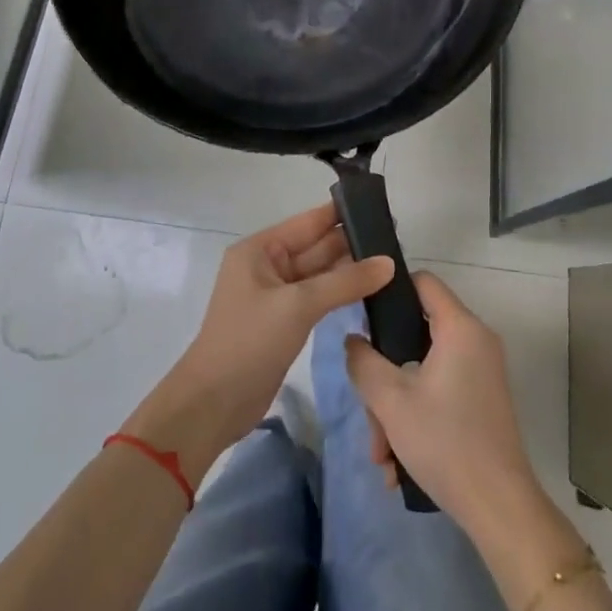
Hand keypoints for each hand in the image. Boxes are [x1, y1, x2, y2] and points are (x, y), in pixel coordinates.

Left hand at [125, 204, 392, 482]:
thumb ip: (345, 282)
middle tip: (397, 240)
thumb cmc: (250, 341)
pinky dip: (340, 294)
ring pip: (319, 275)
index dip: (341, 214)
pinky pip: (317, 298)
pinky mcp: (284, 322)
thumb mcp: (299, 305)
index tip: (380, 208)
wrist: (214, 403)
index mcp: (259, 250)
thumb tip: (389, 263)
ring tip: (393, 263)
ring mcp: (275, 295)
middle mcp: (267, 266)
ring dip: (350, 271)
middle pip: (315, 247)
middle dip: (351, 244)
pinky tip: (370, 292)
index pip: (308, 222)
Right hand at [344, 271, 541, 535]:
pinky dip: (416, 418)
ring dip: (395, 407)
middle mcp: (476, 341)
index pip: (422, 282)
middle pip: (416, 334)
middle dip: (385, 374)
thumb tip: (353, 340)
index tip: (362, 316)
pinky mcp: (481, 400)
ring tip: (382, 455)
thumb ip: (363, 361)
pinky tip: (399, 464)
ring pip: (423, 370)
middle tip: (368, 410)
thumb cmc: (444, 441)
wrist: (499, 508)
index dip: (390, 291)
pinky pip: (439, 392)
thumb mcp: (389, 400)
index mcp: (460, 328)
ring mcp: (481, 372)